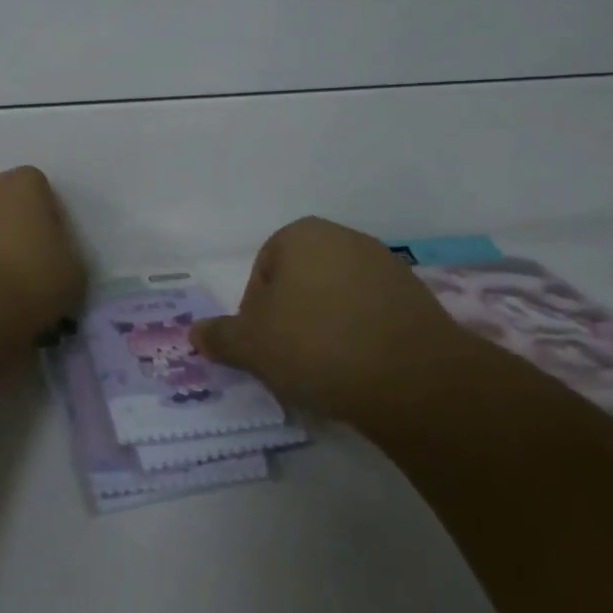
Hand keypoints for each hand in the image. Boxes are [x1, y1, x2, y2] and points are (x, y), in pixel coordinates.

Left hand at [0, 167, 86, 331]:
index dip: (47, 221)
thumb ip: (65, 258)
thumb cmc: (28, 284)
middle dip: (10, 231)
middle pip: (2, 205)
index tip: (50, 254)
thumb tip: (52, 265)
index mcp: (22, 184)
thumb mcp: (73, 276)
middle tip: (21, 274)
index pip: (40, 191)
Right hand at [192, 216, 476, 422]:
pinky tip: (361, 369)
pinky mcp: (417, 298)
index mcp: (301, 235)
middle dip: (291, 317)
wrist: (412, 378)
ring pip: (337, 298)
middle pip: (301, 280)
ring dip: (326, 327)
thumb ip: (221, 336)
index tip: (264, 346)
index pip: (263, 270)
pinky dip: (361, 336)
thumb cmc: (316, 345)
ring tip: (326, 369)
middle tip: (289, 359)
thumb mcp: (252, 345)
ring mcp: (386, 266)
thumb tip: (195, 333)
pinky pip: (372, 315)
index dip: (256, 311)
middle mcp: (344, 238)